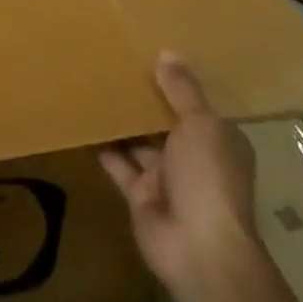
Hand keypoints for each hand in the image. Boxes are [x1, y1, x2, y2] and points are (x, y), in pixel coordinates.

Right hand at [99, 53, 262, 301]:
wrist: (197, 249)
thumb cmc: (208, 178)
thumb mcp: (201, 125)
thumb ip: (182, 90)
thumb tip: (167, 53)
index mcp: (218, 139)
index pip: (198, 105)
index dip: (178, 81)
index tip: (152, 52)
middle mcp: (194, 156)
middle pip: (166, 121)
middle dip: (145, 98)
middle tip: (115, 62)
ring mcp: (166, 177)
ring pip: (140, 141)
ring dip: (122, 120)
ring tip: (95, 84)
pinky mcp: (140, 194)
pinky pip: (118, 163)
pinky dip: (103, 146)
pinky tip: (83, 121)